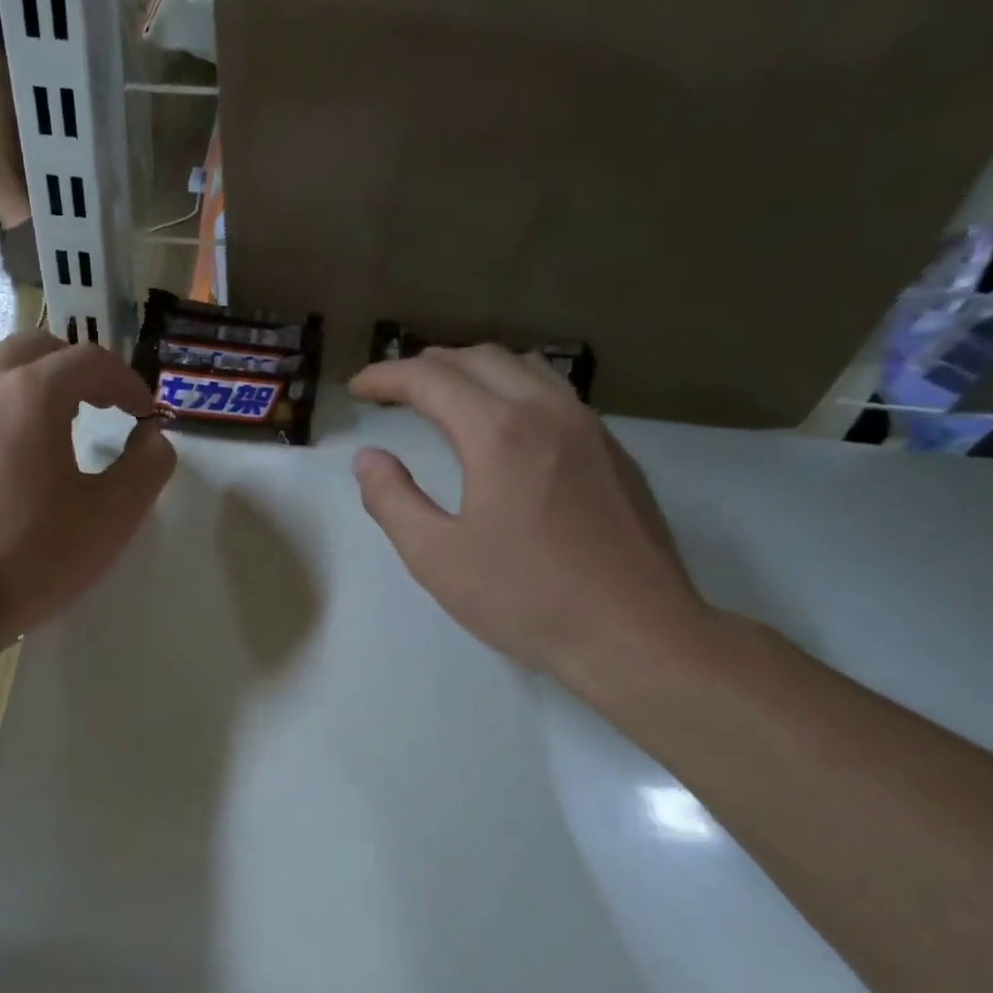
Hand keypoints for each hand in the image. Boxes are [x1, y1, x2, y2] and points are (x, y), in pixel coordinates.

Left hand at [0, 330, 174, 640]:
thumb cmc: (33, 557)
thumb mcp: (112, 516)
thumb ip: (147, 467)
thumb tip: (152, 439)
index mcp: (32, 394)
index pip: (90, 360)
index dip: (127, 382)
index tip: (144, 416)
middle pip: (36, 349)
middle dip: (76, 369)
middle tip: (101, 407)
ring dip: (31, 383)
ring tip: (52, 425)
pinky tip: (4, 465)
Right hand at [349, 345, 709, 692]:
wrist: (635, 633)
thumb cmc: (526, 598)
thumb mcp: (436, 557)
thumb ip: (392, 500)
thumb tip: (369, 458)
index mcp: (499, 433)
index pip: (430, 379)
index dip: (386, 377)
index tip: (357, 388)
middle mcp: (547, 411)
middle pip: (480, 359)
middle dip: (428, 365)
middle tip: (394, 390)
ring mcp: (589, 428)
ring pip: (525, 368)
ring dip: (475, 370)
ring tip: (445, 396)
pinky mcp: (613, 452)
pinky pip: (555, 394)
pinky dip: (514, 389)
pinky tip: (505, 427)